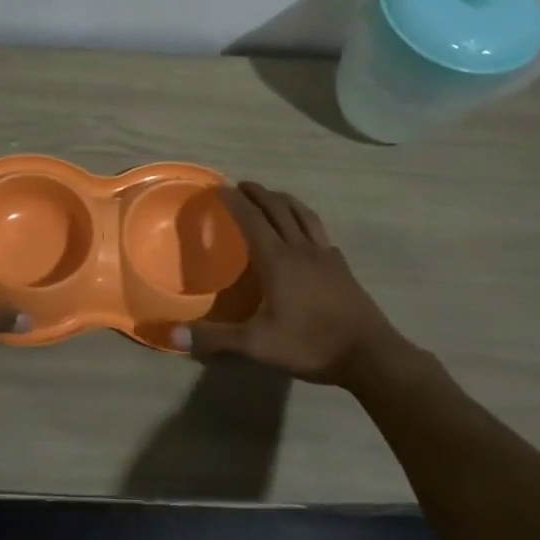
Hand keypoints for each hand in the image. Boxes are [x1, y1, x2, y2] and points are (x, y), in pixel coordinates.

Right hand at [172, 182, 417, 384]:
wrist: (369, 355)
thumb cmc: (309, 344)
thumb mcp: (256, 344)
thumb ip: (214, 337)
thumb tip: (169, 335)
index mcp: (277, 260)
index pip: (251, 220)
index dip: (235, 202)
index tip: (220, 187)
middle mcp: (300, 249)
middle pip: (278, 210)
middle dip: (258, 194)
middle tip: (242, 185)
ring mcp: (325, 256)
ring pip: (303, 216)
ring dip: (285, 201)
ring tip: (274, 195)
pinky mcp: (342, 267)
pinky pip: (320, 233)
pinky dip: (306, 221)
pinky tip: (306, 233)